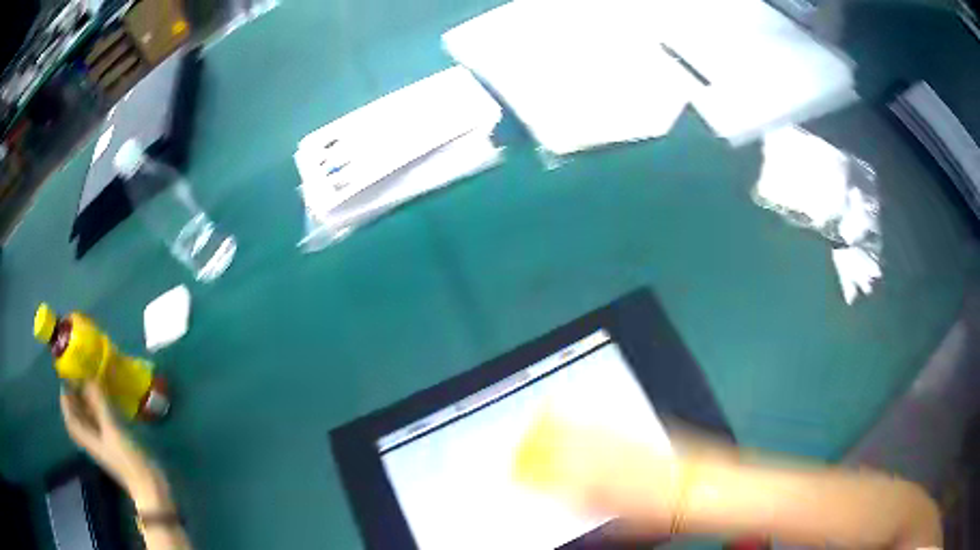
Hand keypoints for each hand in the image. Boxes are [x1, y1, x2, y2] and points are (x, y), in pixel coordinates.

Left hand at [60, 383, 171, 510]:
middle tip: (80, 374)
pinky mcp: (116, 444)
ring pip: (90, 418)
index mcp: (86, 437)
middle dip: (76, 396)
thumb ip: (99, 403)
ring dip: (89, 402)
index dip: (65, 397)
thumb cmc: (127, 459)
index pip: (69, 416)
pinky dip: (101, 410)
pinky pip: (102, 422)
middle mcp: (92, 439)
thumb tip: (88, 377)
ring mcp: (104, 442)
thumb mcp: (112, 429)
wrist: (149, 485)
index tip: (67, 377)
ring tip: (93, 382)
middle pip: (79, 416)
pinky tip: (108, 401)